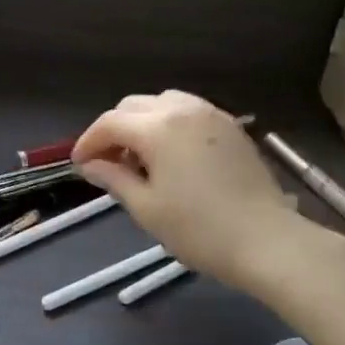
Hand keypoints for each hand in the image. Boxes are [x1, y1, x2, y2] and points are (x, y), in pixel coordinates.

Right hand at [72, 91, 303, 293]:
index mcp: (158, 128)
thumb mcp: (147, 208)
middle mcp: (183, 109)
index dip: (88, 141)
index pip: (110, 123)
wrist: (265, 240)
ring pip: (163, 103)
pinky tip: (171, 156)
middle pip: (134, 106)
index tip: (79, 165)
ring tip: (140, 159)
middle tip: (107, 163)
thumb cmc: (199, 230)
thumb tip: (90, 165)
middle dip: (114, 130)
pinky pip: (189, 112)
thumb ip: (114, 179)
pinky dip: (169, 125)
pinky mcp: (231, 127)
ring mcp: (211, 114)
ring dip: (142, 123)